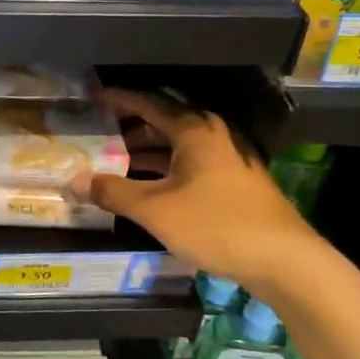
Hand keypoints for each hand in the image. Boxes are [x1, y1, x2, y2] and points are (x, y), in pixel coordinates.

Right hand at [75, 88, 323, 299]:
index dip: (119, 99)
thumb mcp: (156, 210)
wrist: (284, 260)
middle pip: (164, 121)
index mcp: (195, 129)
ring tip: (113, 160)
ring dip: (146, 150)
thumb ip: (113, 192)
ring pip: (178, 145)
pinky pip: (190, 163)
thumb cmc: (216, 224)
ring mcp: (228, 158)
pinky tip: (146, 186)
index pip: (149, 102)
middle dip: (129, 126)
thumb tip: (75, 181)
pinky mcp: (235, 182)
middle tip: (97, 132)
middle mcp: (213, 135)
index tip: (93, 98)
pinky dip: (164, 168)